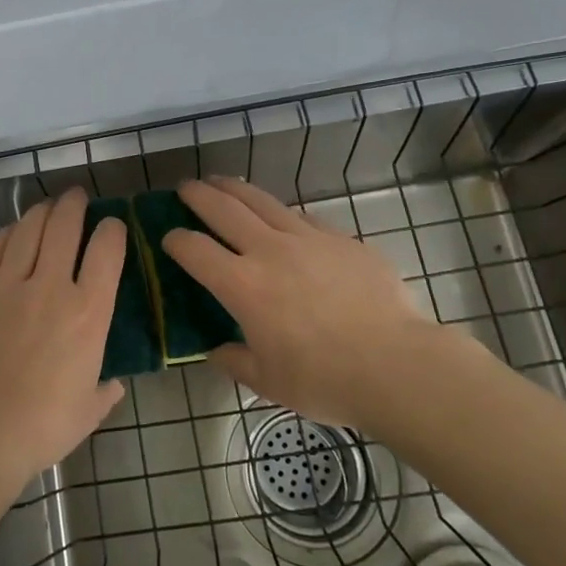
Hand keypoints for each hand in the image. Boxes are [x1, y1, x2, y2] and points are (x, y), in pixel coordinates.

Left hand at [0, 187, 126, 489]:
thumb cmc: (41, 427)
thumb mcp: (88, 412)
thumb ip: (105, 391)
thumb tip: (113, 382)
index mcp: (87, 315)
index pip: (107, 252)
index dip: (112, 230)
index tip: (112, 225)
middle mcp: (51, 288)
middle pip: (65, 227)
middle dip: (74, 205)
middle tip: (77, 198)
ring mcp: (8, 286)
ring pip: (28, 230)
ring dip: (42, 212)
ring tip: (48, 206)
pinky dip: (8, 234)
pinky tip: (13, 231)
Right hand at [162, 177, 456, 430]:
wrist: (397, 366)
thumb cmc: (325, 380)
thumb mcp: (269, 383)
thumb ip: (235, 362)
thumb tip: (218, 351)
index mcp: (243, 286)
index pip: (195, 249)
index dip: (175, 240)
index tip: (168, 238)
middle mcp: (269, 251)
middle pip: (224, 209)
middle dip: (199, 195)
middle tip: (185, 188)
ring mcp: (308, 239)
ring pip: (262, 201)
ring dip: (236, 189)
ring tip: (222, 182)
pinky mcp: (341, 239)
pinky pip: (302, 217)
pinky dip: (281, 212)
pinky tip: (281, 216)